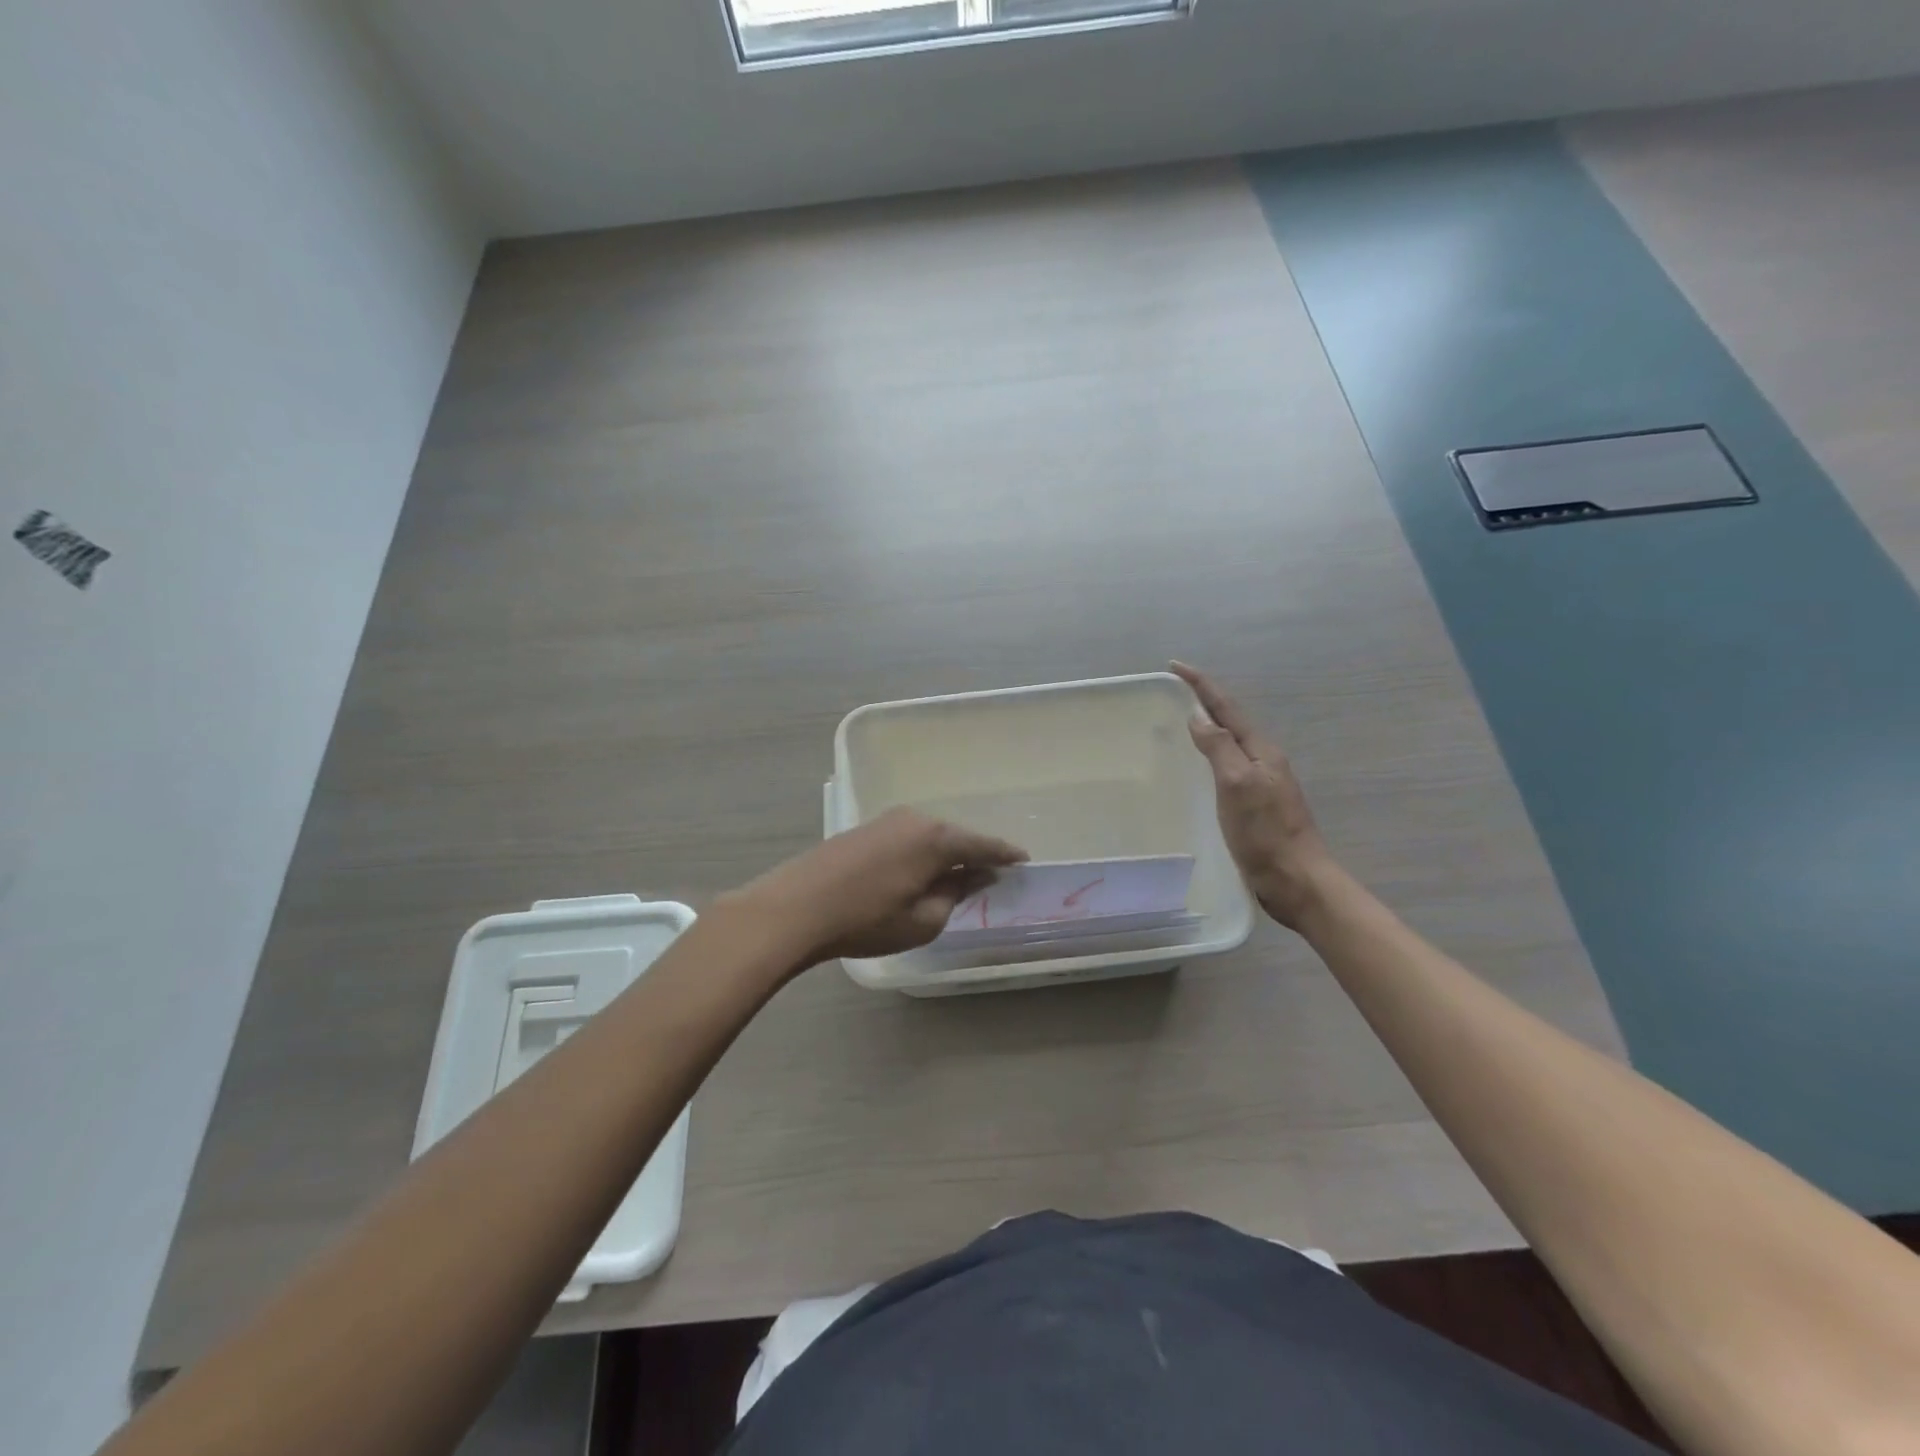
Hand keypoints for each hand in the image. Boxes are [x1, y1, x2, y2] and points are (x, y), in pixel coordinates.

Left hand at [733, 808, 1028, 964]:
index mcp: (937, 838)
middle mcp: (916, 818)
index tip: (1024, 862)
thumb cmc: (866, 919)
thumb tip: (973, 876)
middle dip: (974, 855)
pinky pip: (908, 838)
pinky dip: (921, 854)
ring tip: (954, 878)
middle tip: (990, 876)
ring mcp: (887, 820)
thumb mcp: (923, 920)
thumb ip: (955, 894)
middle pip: (956, 837)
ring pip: (930, 836)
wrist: (796, 907)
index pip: (983, 845)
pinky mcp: (865, 829)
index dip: (1005, 855)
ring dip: (944, 855)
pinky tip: (918, 872)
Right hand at [1171, 661, 1337, 929]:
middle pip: (1231, 722)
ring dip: (1209, 729)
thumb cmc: (1266, 833)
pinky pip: (1228, 769)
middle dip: (1205, 702)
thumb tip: (1199, 717)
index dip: (1201, 685)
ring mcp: (1261, 784)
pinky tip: (1199, 769)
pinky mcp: (1255, 807)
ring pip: (1230, 746)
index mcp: (1261, 751)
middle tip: (1174, 691)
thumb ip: (1219, 748)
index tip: (1175, 666)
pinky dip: (1211, 757)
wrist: (1297, 881)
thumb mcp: (1238, 784)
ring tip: (1182, 722)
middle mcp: (1263, 762)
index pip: (1227, 708)